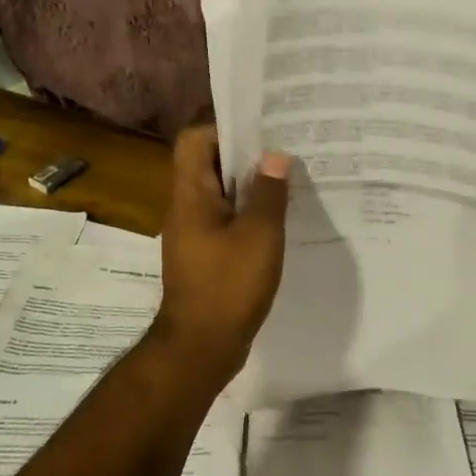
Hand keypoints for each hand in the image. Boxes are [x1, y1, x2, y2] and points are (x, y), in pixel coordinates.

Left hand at [152, 125, 289, 381]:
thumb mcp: (259, 235)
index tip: (260, 131)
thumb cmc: (228, 286)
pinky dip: (248, 214)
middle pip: (208, 164)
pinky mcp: (205, 256)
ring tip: (288, 181)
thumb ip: (268, 193)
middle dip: (245, 155)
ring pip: (220, 194)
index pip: (194, 140)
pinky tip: (278, 221)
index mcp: (191, 195)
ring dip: (249, 186)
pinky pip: (226, 221)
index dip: (223, 128)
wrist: (201, 346)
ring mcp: (194, 234)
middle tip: (284, 151)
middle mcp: (186, 208)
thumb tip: (275, 156)